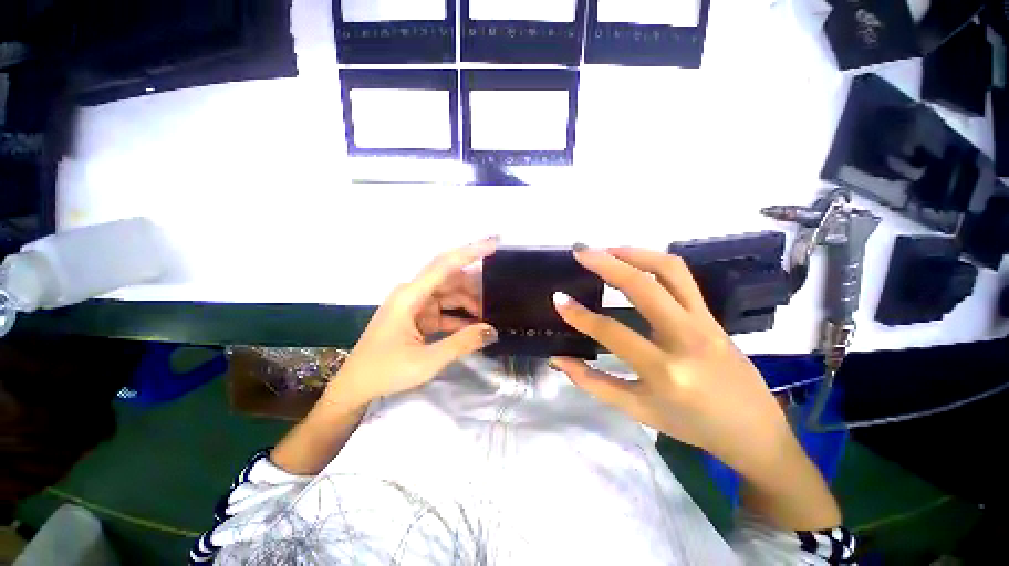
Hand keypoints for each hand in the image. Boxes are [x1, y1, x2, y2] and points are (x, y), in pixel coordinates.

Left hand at [322, 238, 499, 409]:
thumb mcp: (427, 360)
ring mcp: (415, 305)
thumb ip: (462, 343)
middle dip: (475, 285)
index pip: (445, 265)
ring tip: (491, 313)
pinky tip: (476, 326)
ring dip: (469, 302)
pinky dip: (460, 317)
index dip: (471, 252)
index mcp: (410, 296)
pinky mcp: (418, 317)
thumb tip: (492, 330)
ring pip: (450, 294)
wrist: (355, 387)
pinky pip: (444, 310)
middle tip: (500, 293)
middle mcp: (413, 294)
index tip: (494, 243)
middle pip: (450, 279)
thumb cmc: (385, 371)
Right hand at [549, 246, 800, 486]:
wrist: (754, 431)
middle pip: (644, 287)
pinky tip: (633, 261)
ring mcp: (705, 322)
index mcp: (665, 372)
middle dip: (607, 264)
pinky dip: (654, 261)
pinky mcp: (712, 314)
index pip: (613, 332)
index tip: (558, 298)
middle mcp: (687, 338)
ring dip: (634, 253)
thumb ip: (593, 383)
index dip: (580, 315)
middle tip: (581, 252)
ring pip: (670, 270)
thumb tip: (558, 360)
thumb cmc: (691, 425)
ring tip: (606, 250)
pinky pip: (682, 277)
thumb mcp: (638, 411)